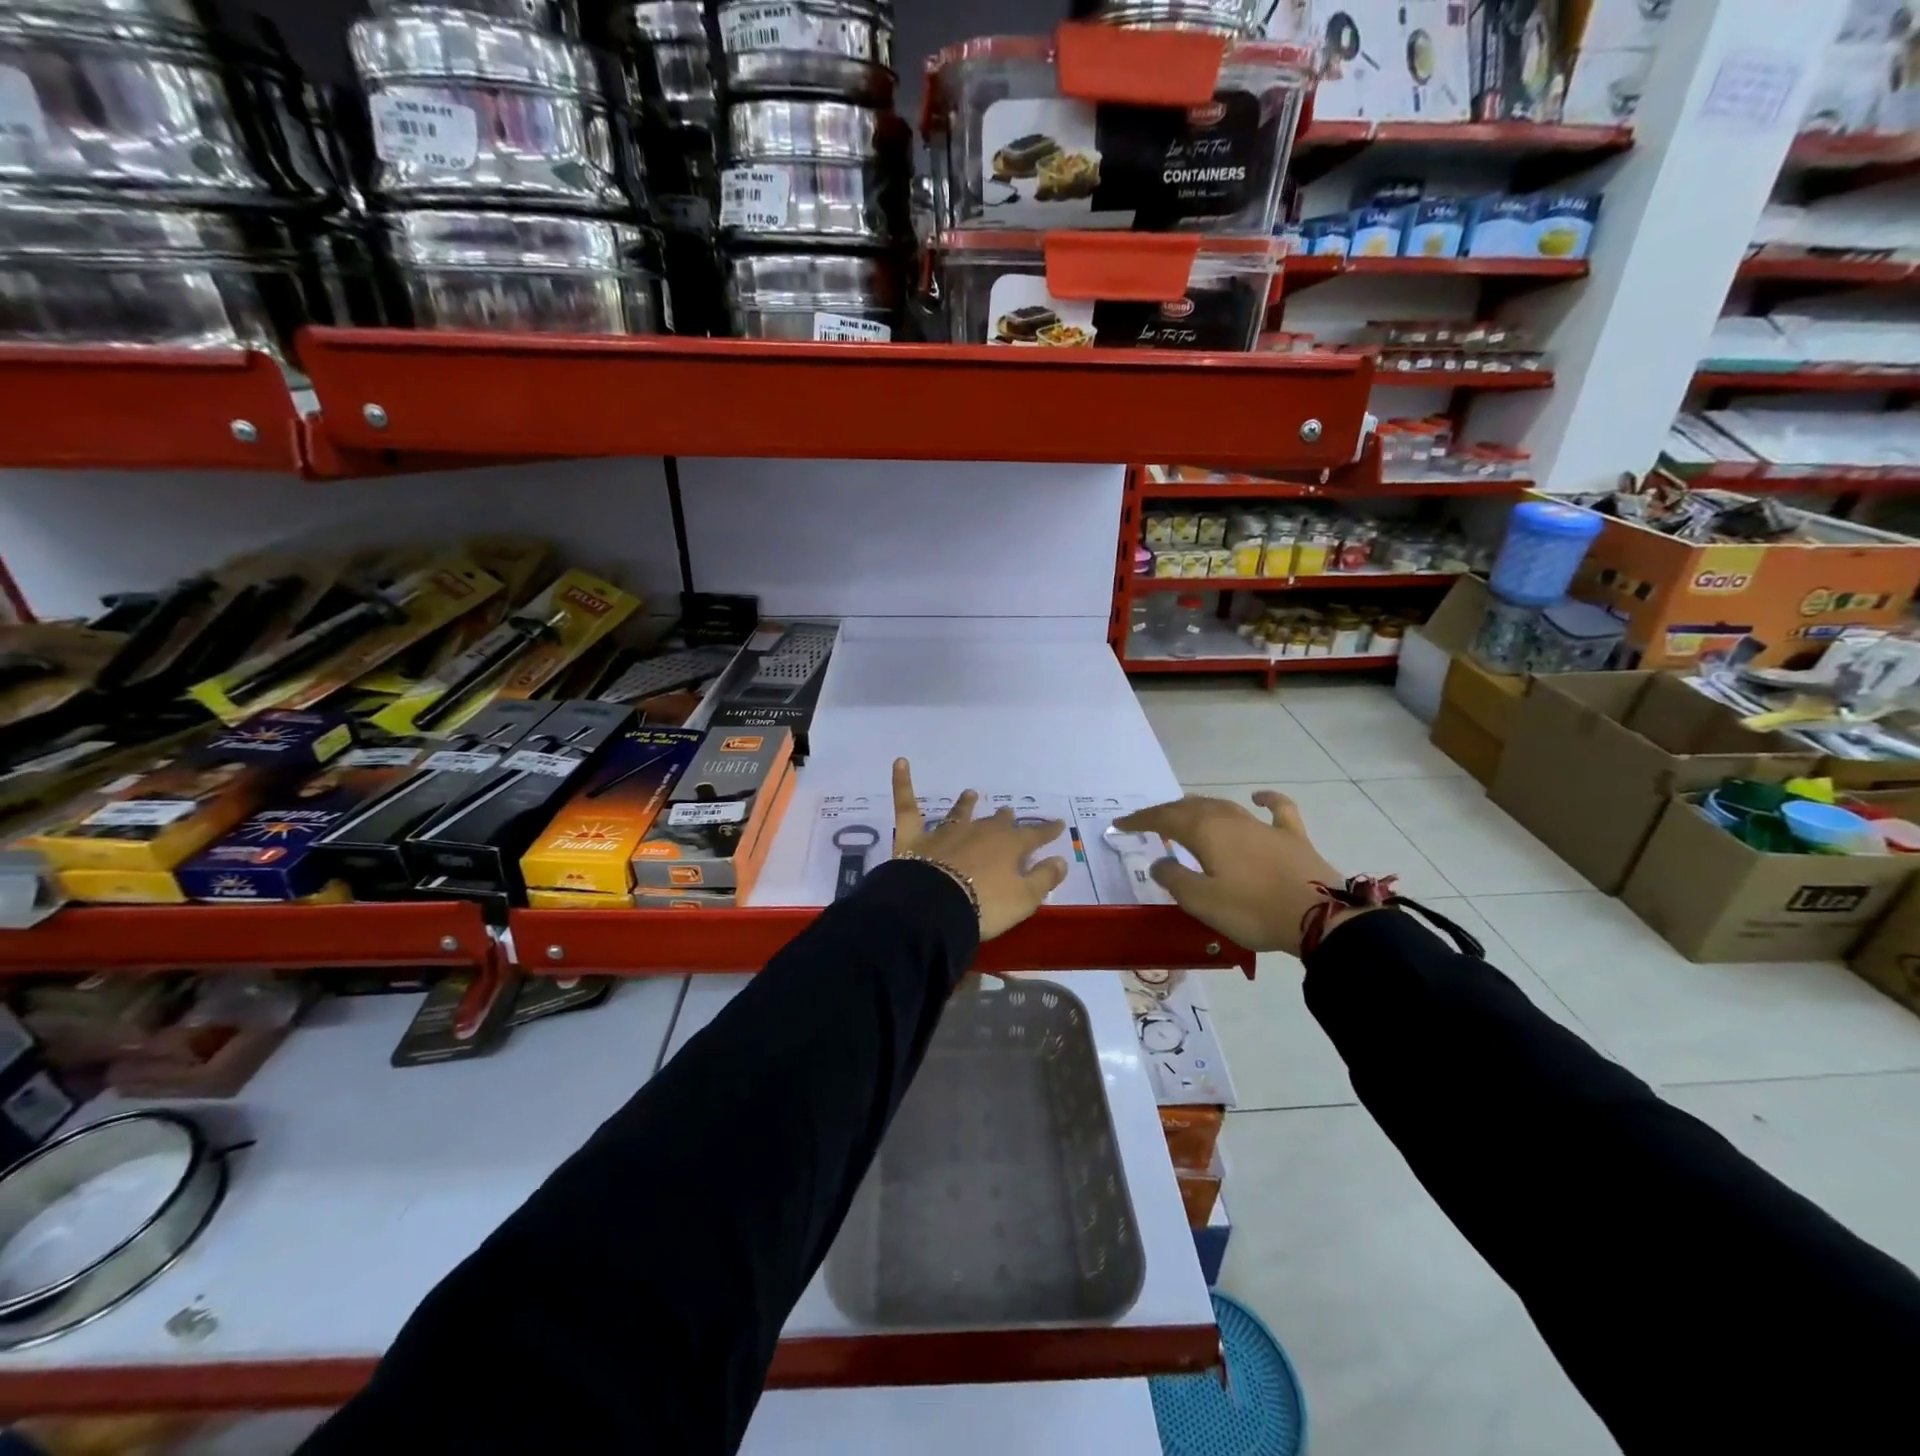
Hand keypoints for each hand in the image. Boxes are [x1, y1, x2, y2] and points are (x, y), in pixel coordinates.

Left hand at [891, 758, 1067, 940]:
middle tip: (1009, 813)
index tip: (1058, 824)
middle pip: (996, 823)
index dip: (1047, 831)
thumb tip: (1061, 859)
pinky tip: (900, 762)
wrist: (936, 907)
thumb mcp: (1024, 899)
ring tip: (971, 794)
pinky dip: (902, 782)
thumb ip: (1044, 878)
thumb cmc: (986, 906)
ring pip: (959, 814)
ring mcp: (945, 832)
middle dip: (1005, 819)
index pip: (1034, 836)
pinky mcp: (914, 836)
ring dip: (966, 804)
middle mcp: (979, 832)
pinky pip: (907, 805)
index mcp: (1008, 847)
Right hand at [1115, 791, 1354, 956]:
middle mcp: (1230, 819)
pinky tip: (1257, 797)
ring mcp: (1263, 825)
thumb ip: (1174, 879)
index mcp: (1205, 831)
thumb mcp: (1201, 901)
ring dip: (1200, 807)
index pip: (1164, 818)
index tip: (1121, 824)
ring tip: (1186, 812)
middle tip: (1150, 823)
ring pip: (1224, 806)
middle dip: (1167, 812)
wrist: (1319, 917)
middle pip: (1191, 808)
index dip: (1140, 820)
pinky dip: (1264, 799)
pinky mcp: (1291, 836)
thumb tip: (1159, 862)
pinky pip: (1276, 809)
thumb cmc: (1252, 910)